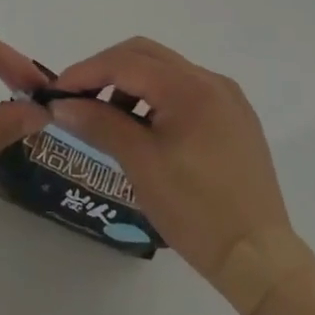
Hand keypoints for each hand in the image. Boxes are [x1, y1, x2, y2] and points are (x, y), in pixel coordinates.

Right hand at [48, 38, 312, 314]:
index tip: (55, 91)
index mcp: (189, 86)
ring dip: (131, 83)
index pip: (125, 62)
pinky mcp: (235, 119)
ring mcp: (227, 98)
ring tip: (108, 117)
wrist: (259, 259)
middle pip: (145, 55)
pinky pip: (186, 91)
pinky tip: (144, 128)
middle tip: (77, 97)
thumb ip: (99, 123)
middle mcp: (210, 80)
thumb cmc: (195, 209)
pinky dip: (156, 98)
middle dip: (106, 70)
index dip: (85, 72)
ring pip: (165, 71)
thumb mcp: (140, 163)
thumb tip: (61, 104)